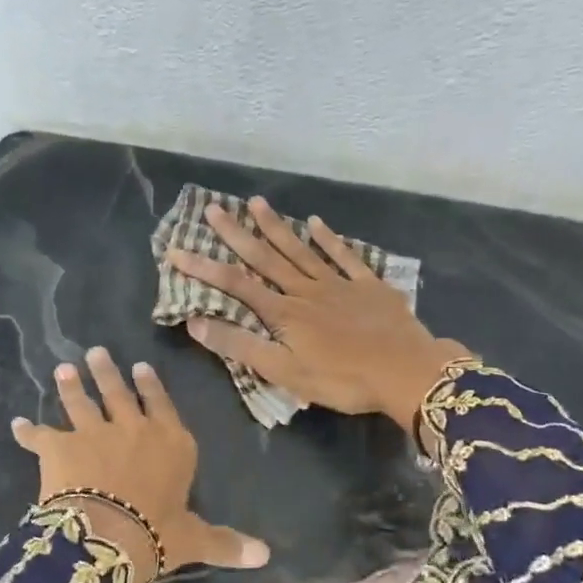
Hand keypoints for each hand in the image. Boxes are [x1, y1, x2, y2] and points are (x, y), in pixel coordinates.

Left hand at [11, 347, 270, 582]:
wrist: (107, 535)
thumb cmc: (158, 534)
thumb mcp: (195, 539)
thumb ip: (225, 543)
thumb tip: (266, 556)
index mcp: (170, 444)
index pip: (162, 407)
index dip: (152, 386)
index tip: (140, 367)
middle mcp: (133, 429)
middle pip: (119, 394)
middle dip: (107, 372)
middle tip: (96, 351)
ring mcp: (93, 433)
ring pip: (80, 402)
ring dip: (70, 385)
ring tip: (63, 368)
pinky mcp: (59, 446)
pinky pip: (39, 436)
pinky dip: (27, 431)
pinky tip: (17, 424)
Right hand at [168, 197, 467, 432]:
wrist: (406, 372)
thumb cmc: (342, 379)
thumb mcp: (285, 372)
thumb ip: (241, 346)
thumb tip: (195, 322)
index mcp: (284, 313)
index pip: (235, 286)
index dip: (204, 269)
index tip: (176, 251)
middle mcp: (306, 290)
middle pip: (265, 258)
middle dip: (236, 234)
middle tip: (213, 208)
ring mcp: (339, 284)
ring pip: (300, 250)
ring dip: (276, 227)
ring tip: (255, 202)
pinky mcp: (368, 286)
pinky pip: (344, 256)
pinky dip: (329, 239)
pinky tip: (316, 223)